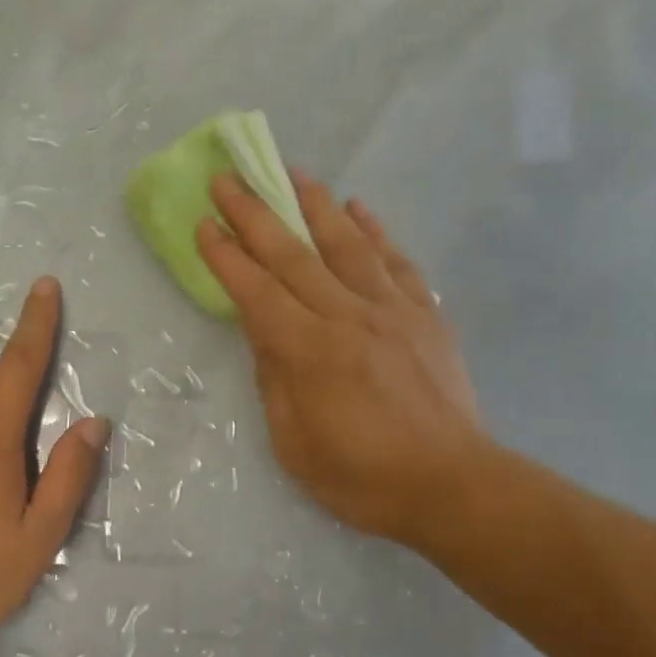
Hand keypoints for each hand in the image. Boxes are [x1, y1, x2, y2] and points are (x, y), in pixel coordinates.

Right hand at [196, 172, 482, 550]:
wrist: (451, 485)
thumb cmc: (362, 477)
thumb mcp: (294, 444)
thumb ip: (274, 381)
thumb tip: (263, 334)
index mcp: (309, 352)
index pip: (256, 291)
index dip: (226, 256)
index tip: (205, 224)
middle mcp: (348, 317)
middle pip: (293, 255)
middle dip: (255, 214)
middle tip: (229, 179)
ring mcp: (392, 311)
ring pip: (347, 244)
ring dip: (315, 204)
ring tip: (293, 171)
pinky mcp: (426, 316)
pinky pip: (397, 262)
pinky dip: (376, 232)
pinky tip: (360, 208)